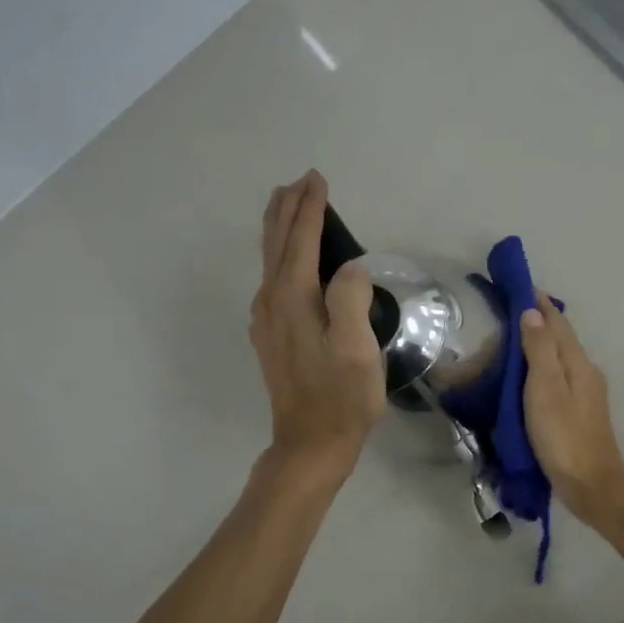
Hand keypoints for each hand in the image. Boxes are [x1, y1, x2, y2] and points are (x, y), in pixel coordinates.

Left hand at [250, 171, 386, 479]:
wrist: (311, 443)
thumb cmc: (341, 396)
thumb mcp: (356, 348)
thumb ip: (350, 298)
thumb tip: (348, 267)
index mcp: (293, 298)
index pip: (301, 240)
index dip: (311, 208)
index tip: (318, 179)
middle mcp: (272, 301)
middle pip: (276, 243)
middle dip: (287, 209)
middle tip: (300, 181)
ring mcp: (266, 320)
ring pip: (270, 260)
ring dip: (280, 229)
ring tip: (289, 206)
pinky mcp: (270, 336)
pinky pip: (272, 280)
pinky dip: (280, 256)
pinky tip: (286, 260)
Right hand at [520, 295, 623, 520]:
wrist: (591, 484)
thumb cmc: (563, 436)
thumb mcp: (545, 389)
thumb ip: (539, 350)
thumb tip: (533, 313)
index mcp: (578, 363)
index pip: (557, 323)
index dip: (539, 303)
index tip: (519, 286)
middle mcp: (586, 372)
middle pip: (561, 337)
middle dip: (539, 320)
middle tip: (510, 308)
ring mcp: (586, 393)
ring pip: (561, 356)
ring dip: (540, 342)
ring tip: (515, 335)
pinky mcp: (579, 412)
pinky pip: (559, 375)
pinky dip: (542, 365)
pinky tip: (529, 374)